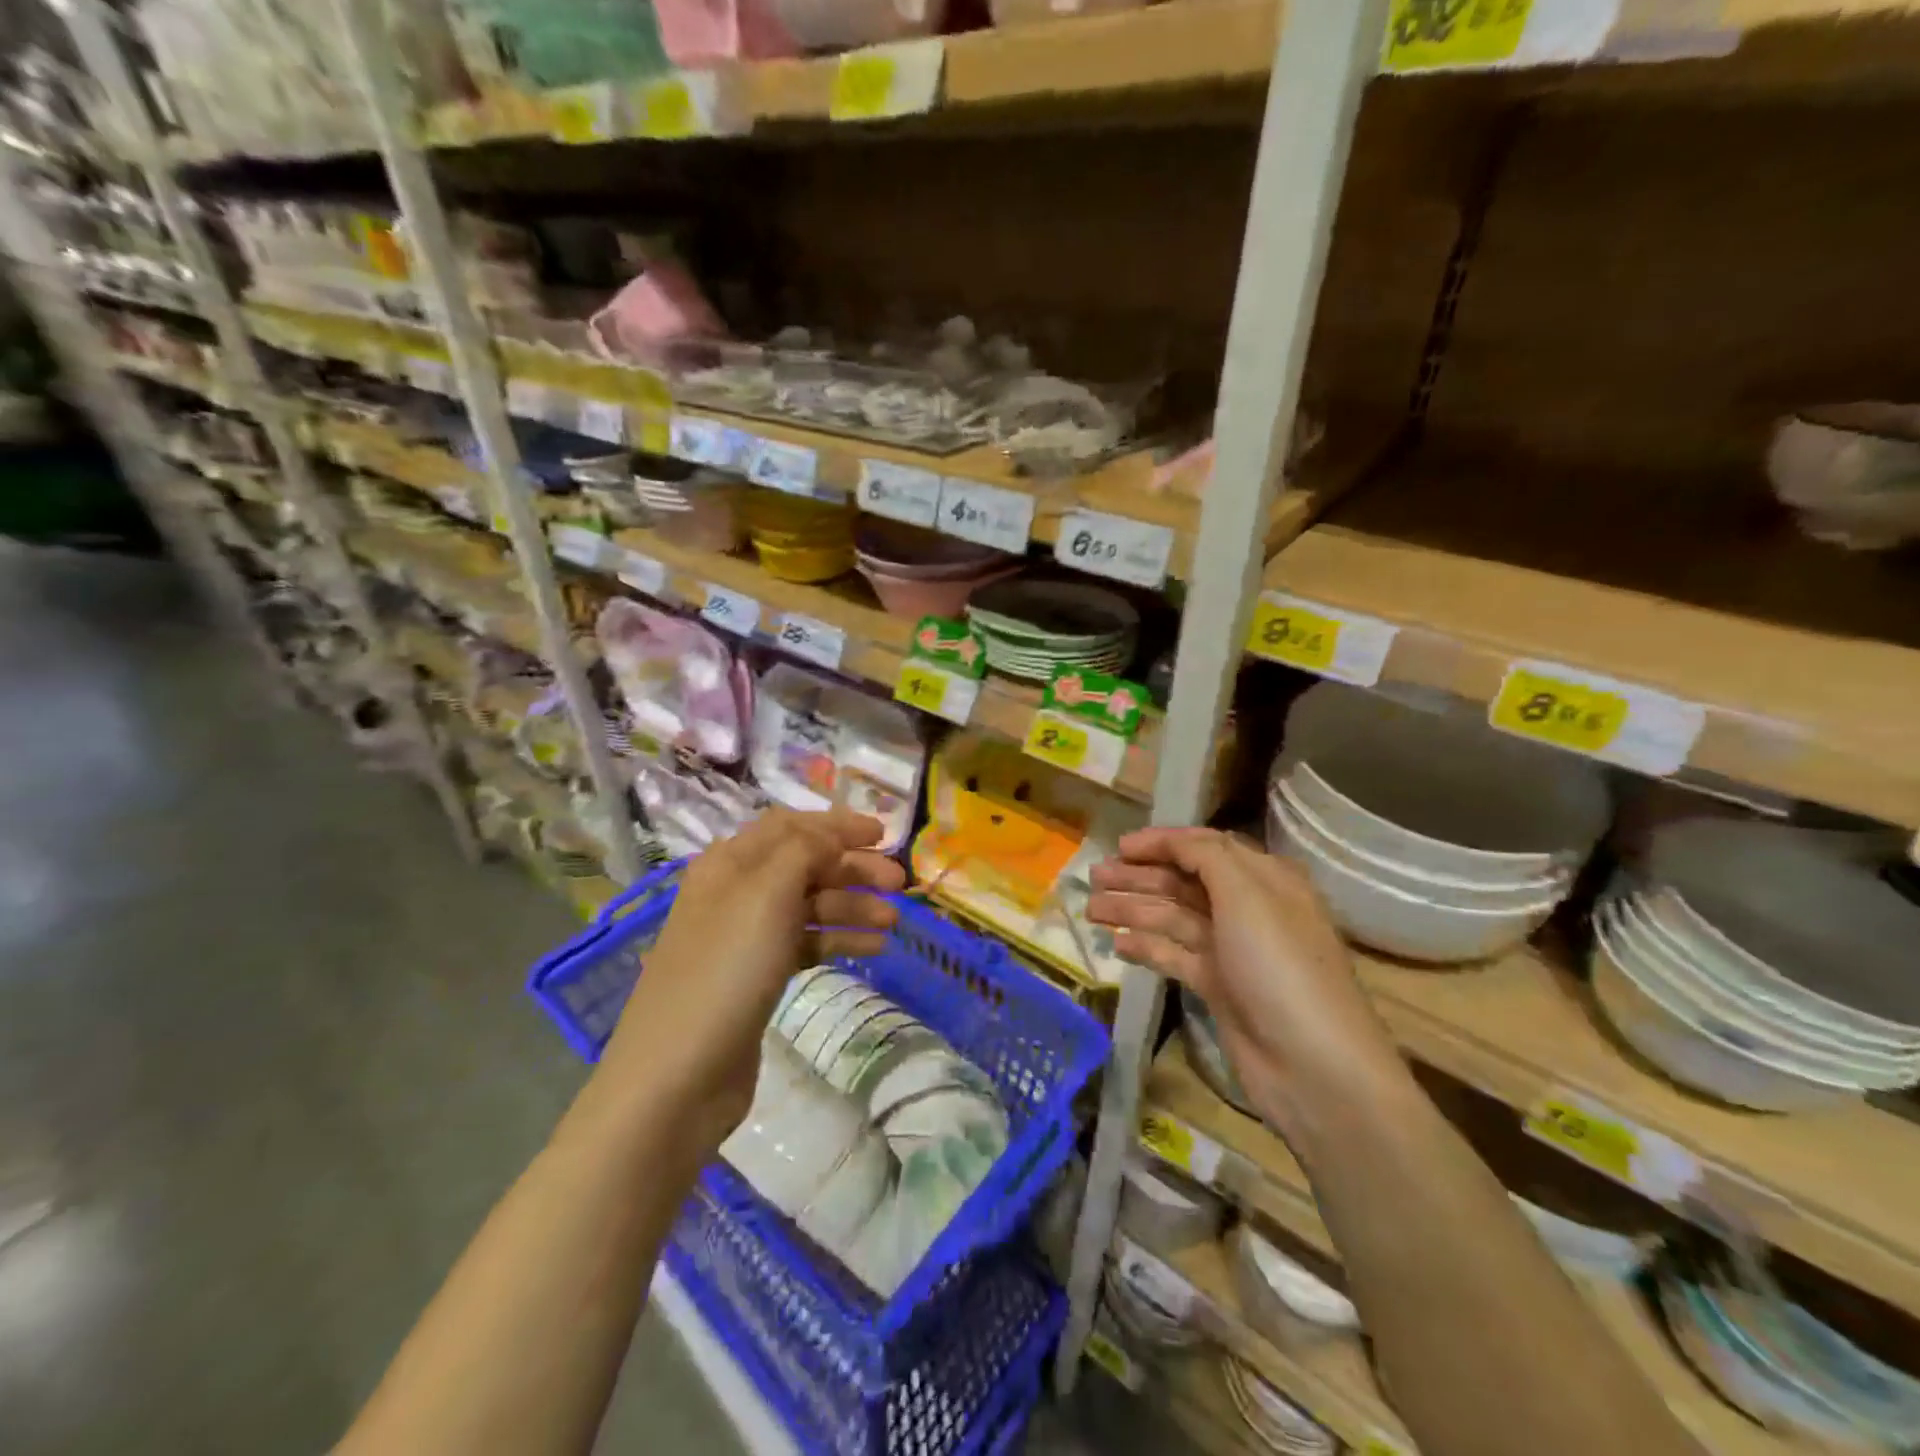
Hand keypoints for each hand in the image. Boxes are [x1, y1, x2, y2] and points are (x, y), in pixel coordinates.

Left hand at [597, 810, 906, 1159]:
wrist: (677, 1075)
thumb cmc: (725, 970)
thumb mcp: (766, 894)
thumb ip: (805, 850)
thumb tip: (833, 836)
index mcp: (730, 862)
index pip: (791, 825)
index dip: (837, 825)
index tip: (884, 834)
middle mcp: (737, 891)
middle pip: (805, 864)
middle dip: (852, 867)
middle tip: (898, 882)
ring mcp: (747, 936)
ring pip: (810, 905)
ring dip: (853, 906)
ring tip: (893, 921)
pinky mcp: (758, 975)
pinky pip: (807, 943)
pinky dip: (839, 939)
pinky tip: (873, 947)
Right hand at [1087, 827, 1404, 1137]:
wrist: (1312, 1065)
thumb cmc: (1279, 965)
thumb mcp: (1246, 895)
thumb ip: (1206, 857)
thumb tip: (1174, 840)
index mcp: (1263, 879)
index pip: (1205, 847)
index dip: (1162, 842)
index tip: (1120, 845)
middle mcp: (1248, 908)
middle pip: (1183, 882)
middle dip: (1139, 876)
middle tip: (1093, 876)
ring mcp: (1232, 950)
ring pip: (1173, 918)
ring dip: (1132, 909)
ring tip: (1091, 909)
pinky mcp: (1218, 986)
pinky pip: (1175, 955)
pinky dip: (1147, 946)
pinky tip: (1118, 944)